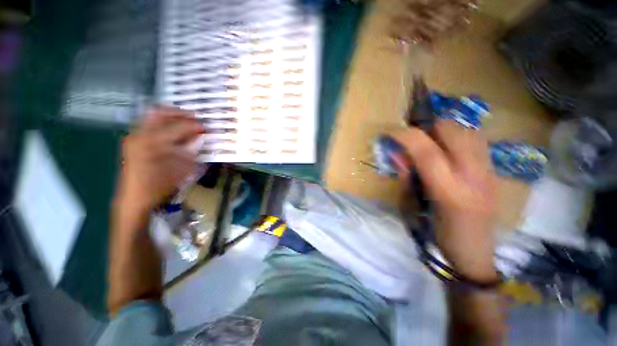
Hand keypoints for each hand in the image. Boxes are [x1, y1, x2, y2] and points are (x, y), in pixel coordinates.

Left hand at [114, 107, 204, 214]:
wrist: (135, 198)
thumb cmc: (161, 186)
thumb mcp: (182, 169)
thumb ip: (191, 150)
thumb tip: (199, 137)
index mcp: (154, 143)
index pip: (179, 126)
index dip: (195, 125)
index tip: (205, 128)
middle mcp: (141, 135)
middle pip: (159, 112)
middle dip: (179, 113)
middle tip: (194, 117)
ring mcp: (134, 137)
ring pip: (152, 117)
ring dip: (170, 118)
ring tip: (185, 123)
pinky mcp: (132, 142)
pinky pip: (149, 125)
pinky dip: (163, 125)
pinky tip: (173, 133)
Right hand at [391, 119, 497, 280]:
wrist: (476, 253)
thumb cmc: (439, 235)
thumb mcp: (414, 208)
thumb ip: (406, 179)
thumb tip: (399, 156)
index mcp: (449, 191)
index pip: (427, 151)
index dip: (405, 136)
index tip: (390, 132)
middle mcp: (474, 175)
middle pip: (452, 132)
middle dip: (426, 128)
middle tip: (412, 140)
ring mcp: (489, 171)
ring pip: (467, 131)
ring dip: (443, 131)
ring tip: (430, 143)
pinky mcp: (495, 171)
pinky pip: (476, 140)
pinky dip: (457, 137)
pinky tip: (448, 150)